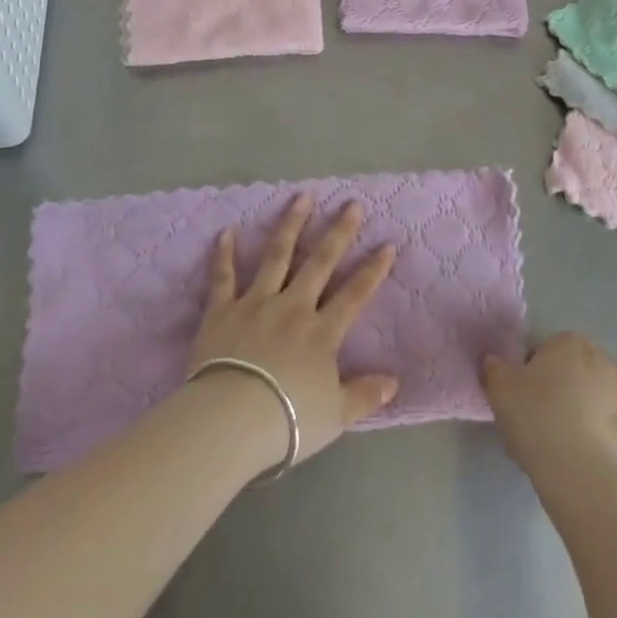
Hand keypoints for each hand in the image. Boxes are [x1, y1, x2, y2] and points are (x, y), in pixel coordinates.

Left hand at [190, 194, 399, 468]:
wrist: (231, 420)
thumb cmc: (287, 421)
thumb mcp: (335, 416)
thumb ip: (363, 395)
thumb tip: (394, 381)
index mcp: (321, 332)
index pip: (354, 294)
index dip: (373, 269)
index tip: (387, 243)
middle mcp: (293, 307)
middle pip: (320, 262)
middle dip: (338, 232)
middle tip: (351, 204)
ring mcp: (256, 303)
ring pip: (277, 256)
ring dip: (291, 225)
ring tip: (302, 197)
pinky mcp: (222, 310)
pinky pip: (223, 277)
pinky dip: (224, 254)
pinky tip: (227, 231)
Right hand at [482, 332, 616, 495]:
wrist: (586, 479)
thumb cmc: (539, 422)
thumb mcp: (499, 389)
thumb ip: (495, 368)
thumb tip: (495, 362)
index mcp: (572, 345)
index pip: (549, 350)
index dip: (535, 374)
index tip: (525, 401)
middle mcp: (609, 362)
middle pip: (582, 374)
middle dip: (568, 392)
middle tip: (547, 424)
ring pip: (607, 404)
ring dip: (594, 417)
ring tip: (572, 451)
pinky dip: (615, 449)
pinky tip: (597, 469)